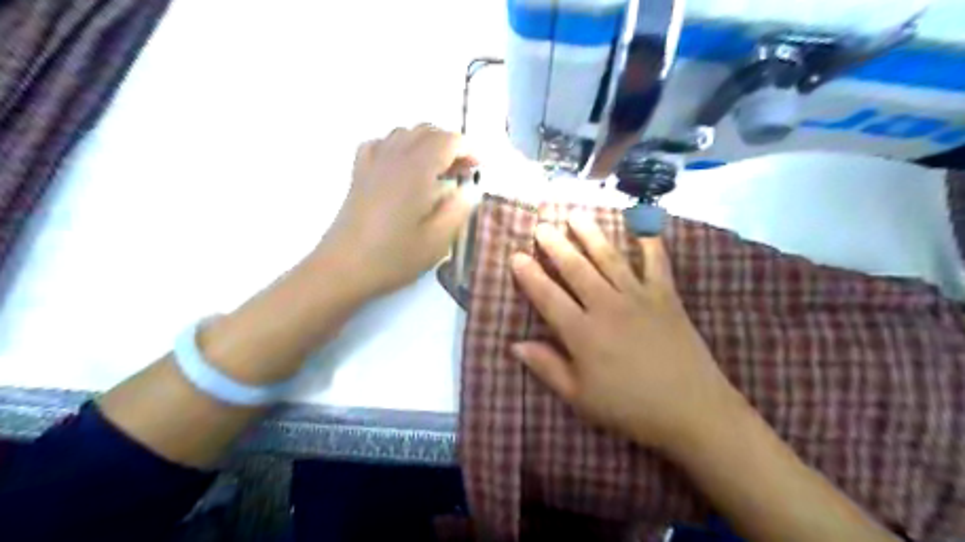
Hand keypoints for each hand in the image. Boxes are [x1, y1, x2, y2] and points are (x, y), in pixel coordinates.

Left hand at [315, 123, 476, 297]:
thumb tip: (468, 190)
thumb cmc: (393, 257)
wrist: (343, 268)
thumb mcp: (437, 241)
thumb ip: (458, 210)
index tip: (477, 168)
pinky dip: (398, 147)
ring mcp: (373, 163)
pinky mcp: (359, 173)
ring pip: (404, 133)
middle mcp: (394, 157)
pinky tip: (403, 168)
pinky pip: (381, 144)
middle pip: (426, 131)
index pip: (447, 140)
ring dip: (426, 144)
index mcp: (417, 170)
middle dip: (450, 145)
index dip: (467, 149)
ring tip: (436, 171)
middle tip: (461, 172)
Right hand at [513, 215, 745, 452]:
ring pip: (609, 258)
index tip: (516, 255)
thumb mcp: (580, 397)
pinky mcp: (666, 296)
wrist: (692, 410)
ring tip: (575, 215)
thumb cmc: (630, 407)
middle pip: (576, 269)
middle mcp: (607, 306)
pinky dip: (649, 241)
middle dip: (556, 245)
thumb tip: (515, 345)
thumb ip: (547, 367)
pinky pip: (656, 262)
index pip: (548, 297)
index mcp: (583, 333)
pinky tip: (642, 224)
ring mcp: (639, 297)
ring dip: (590, 234)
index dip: (529, 276)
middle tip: (542, 226)